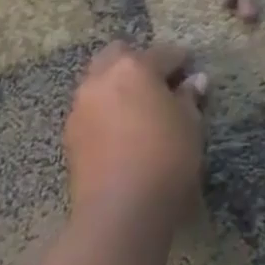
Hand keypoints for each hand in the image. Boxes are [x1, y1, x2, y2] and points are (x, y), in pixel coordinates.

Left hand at [64, 41, 204, 230]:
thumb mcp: (190, 125)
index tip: (191, 71)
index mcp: (134, 67)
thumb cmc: (165, 158)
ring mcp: (81, 107)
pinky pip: (91, 110)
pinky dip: (106, 112)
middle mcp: (101, 79)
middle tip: (159, 85)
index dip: (181, 61)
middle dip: (138, 63)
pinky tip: (122, 132)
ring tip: (139, 110)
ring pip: (99, 82)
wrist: (120, 211)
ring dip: (117, 87)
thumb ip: (189, 98)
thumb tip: (194, 81)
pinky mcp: (70, 136)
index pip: (163, 53)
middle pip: (118, 55)